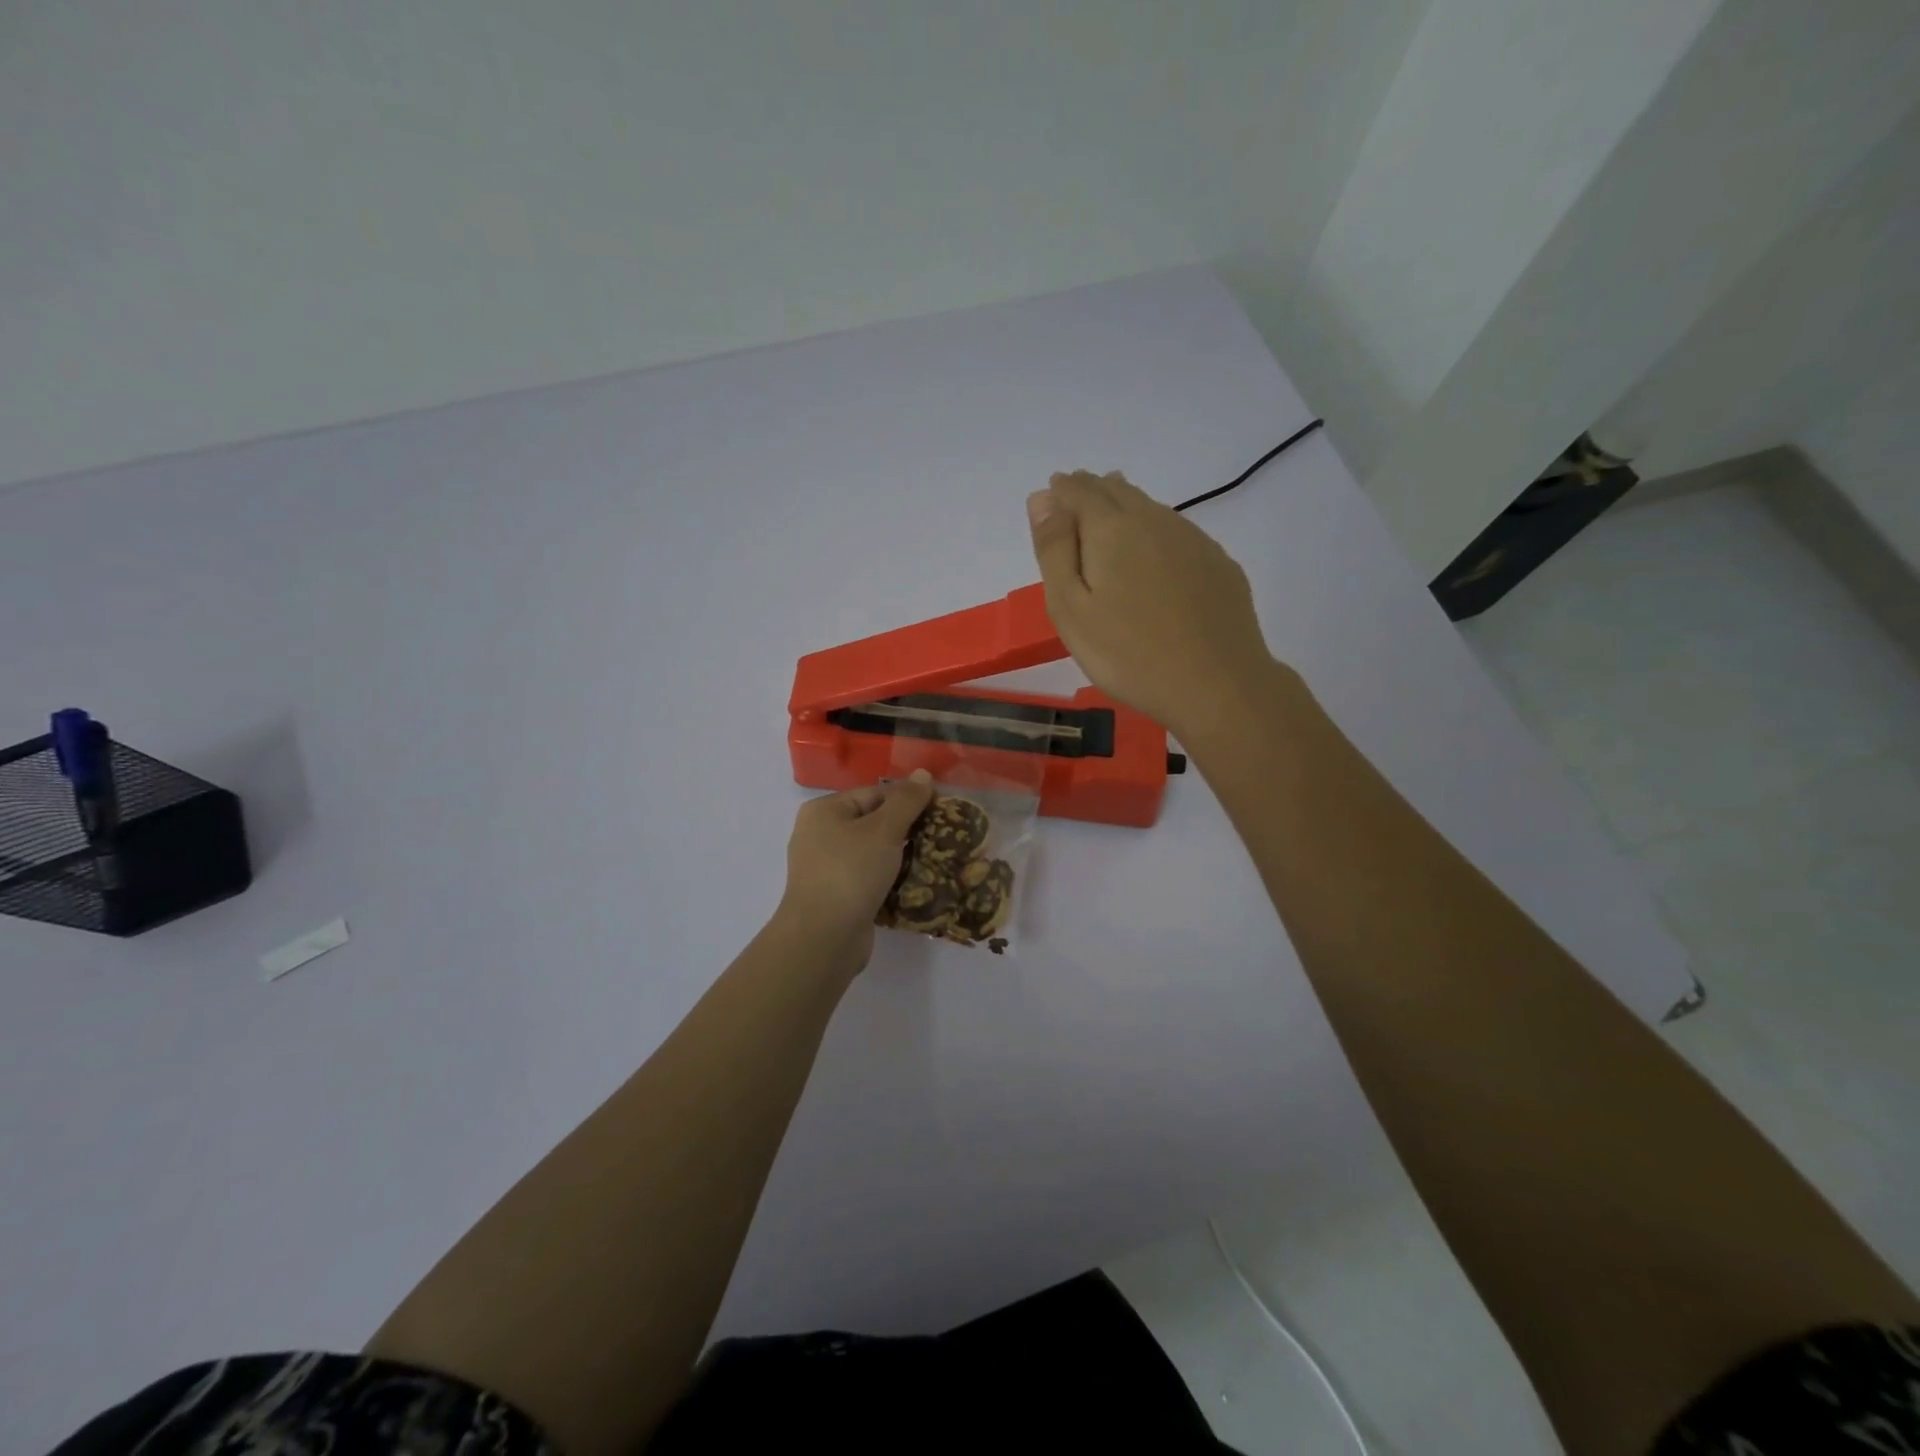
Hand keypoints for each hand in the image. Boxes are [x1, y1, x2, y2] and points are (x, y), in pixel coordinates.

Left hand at [776, 770, 934, 967]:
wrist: (823, 938)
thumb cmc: (851, 872)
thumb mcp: (884, 830)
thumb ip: (906, 800)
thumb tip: (924, 774)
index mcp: (824, 810)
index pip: (874, 793)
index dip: (908, 799)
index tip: (940, 812)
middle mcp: (819, 834)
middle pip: (873, 822)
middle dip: (906, 829)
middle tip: (940, 837)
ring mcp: (825, 867)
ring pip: (872, 852)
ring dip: (900, 856)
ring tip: (933, 860)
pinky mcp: (836, 895)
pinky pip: (868, 877)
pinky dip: (889, 878)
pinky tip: (914, 884)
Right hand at [1028, 471, 1276, 738]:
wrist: (1216, 684)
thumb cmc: (1128, 654)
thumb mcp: (1070, 608)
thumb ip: (1054, 549)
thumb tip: (1042, 498)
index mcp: (1112, 529)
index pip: (1080, 491)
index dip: (1061, 491)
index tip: (1050, 494)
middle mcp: (1154, 521)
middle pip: (1117, 491)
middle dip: (1091, 490)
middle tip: (1074, 495)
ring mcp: (1193, 540)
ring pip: (1150, 508)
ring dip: (1124, 505)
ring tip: (1109, 511)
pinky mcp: (1218, 564)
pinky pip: (1177, 532)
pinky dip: (1155, 530)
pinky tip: (1154, 549)